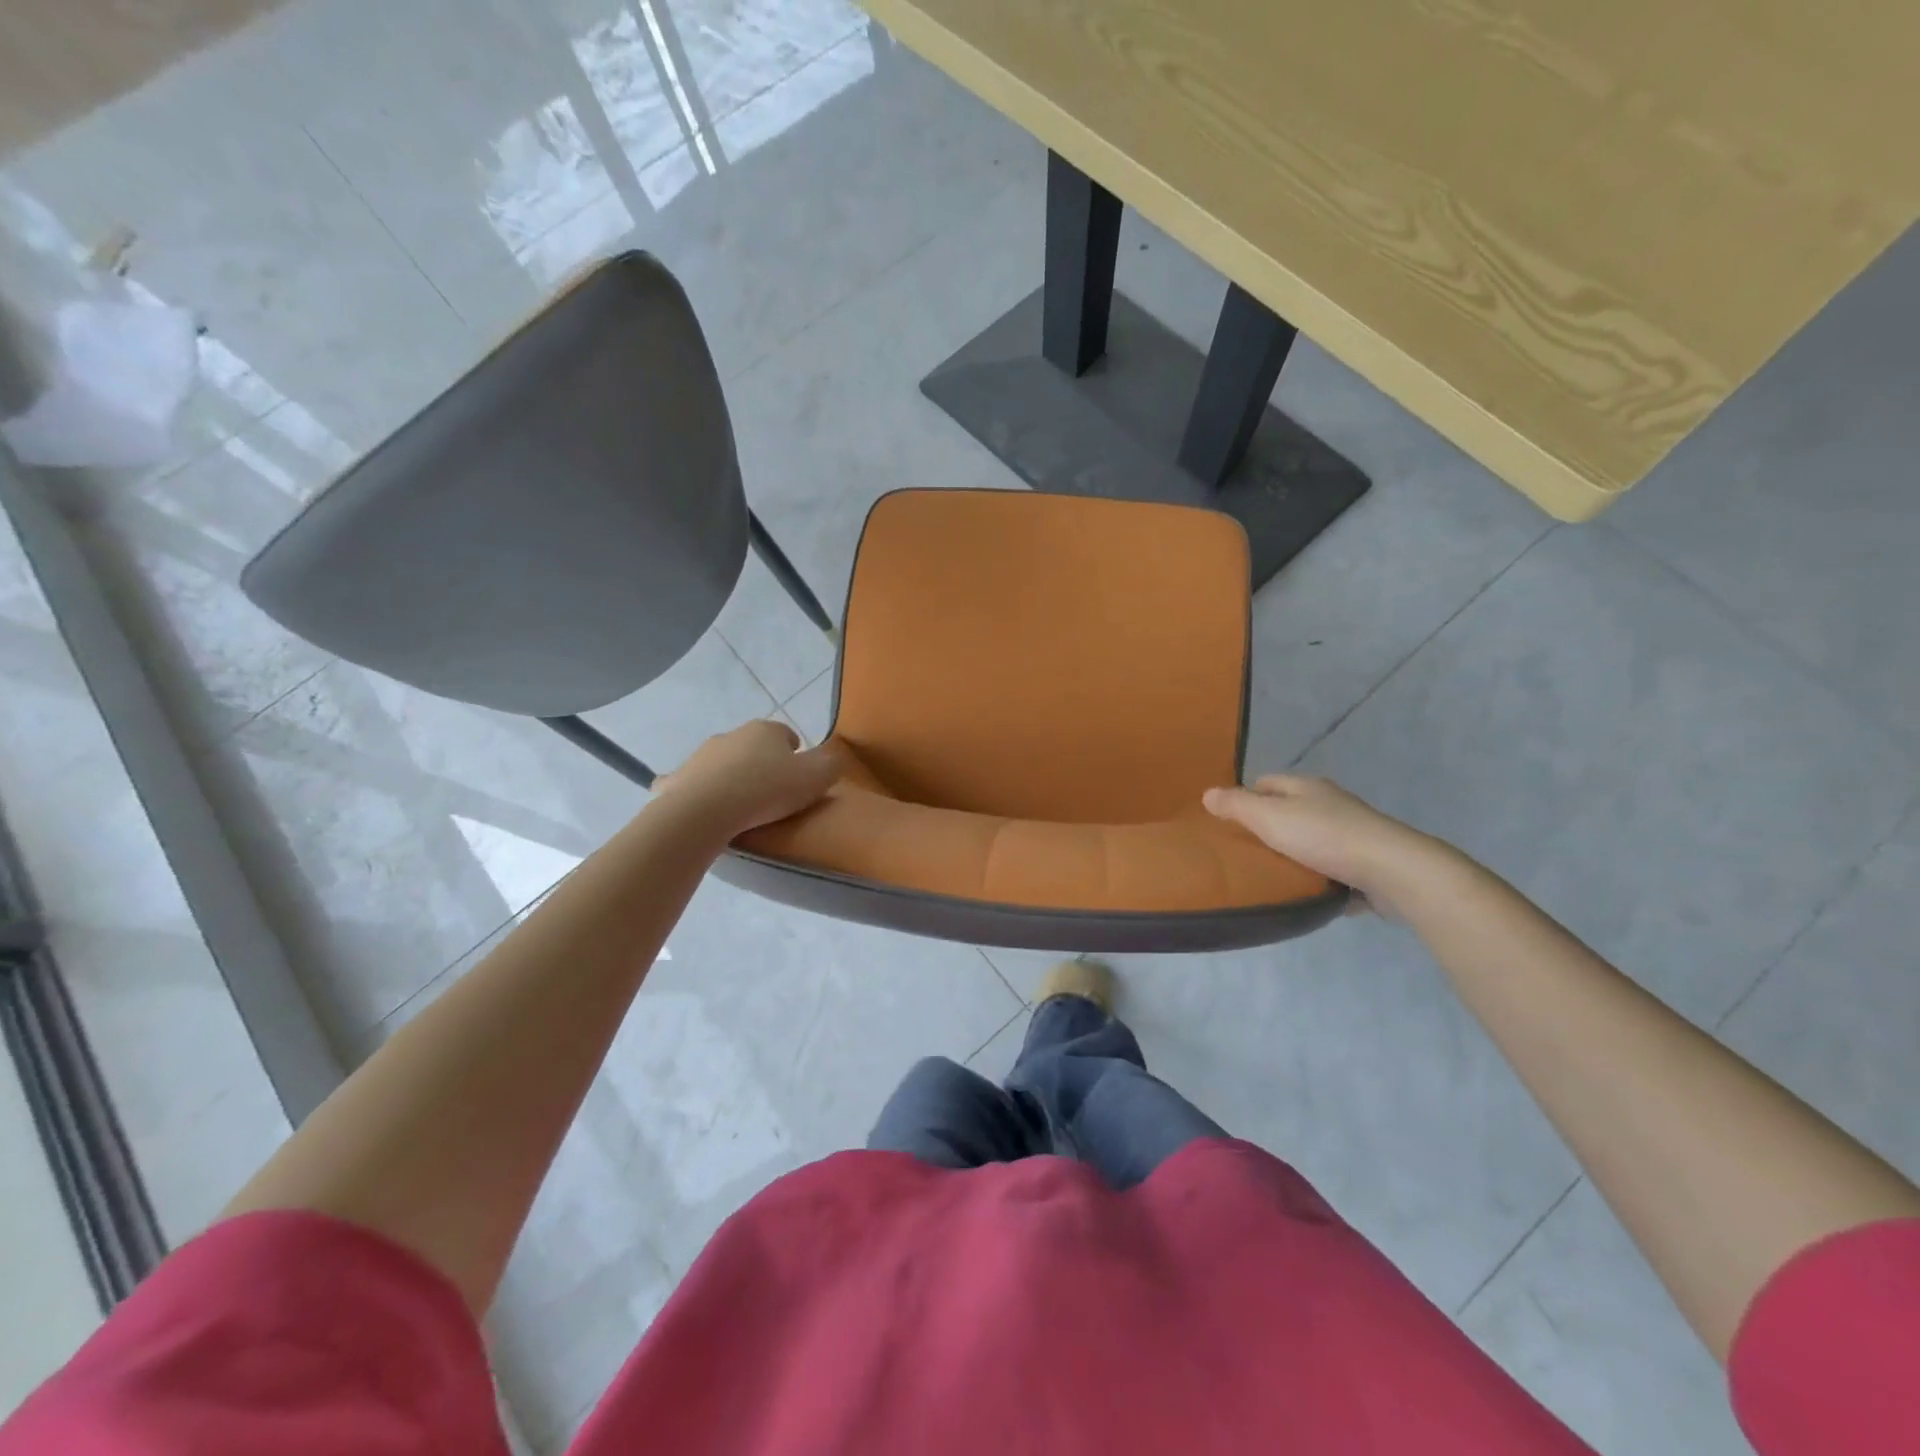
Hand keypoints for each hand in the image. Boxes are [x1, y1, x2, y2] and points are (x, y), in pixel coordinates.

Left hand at [655, 720, 843, 837]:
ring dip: (732, 777)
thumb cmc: (767, 790)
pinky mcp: (677, 779)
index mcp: (766, 731)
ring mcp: (701, 755)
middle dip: (762, 764)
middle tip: (773, 795)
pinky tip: (705, 812)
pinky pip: (691, 783)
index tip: (799, 779)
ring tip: (742, 807)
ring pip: (723, 763)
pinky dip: (698, 792)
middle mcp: (732, 735)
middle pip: (753, 747)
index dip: (796, 755)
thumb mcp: (816, 778)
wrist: (706, 810)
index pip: (787, 735)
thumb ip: (830, 765)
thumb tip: (831, 760)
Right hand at [1202, 775, 1454, 917]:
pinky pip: (1334, 868)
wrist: (1392, 871)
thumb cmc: (1324, 837)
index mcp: (1306, 787)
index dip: (1246, 797)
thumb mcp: (1269, 818)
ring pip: (1312, 840)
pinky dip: (1320, 877)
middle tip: (1243, 852)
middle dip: (1268, 828)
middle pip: (1289, 811)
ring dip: (1295, 854)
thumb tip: (1207, 793)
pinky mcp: (1368, 863)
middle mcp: (1330, 804)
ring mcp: (1352, 833)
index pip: (1266, 782)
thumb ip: (1237, 806)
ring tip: (1270, 876)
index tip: (1227, 822)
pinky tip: (1306, 893)